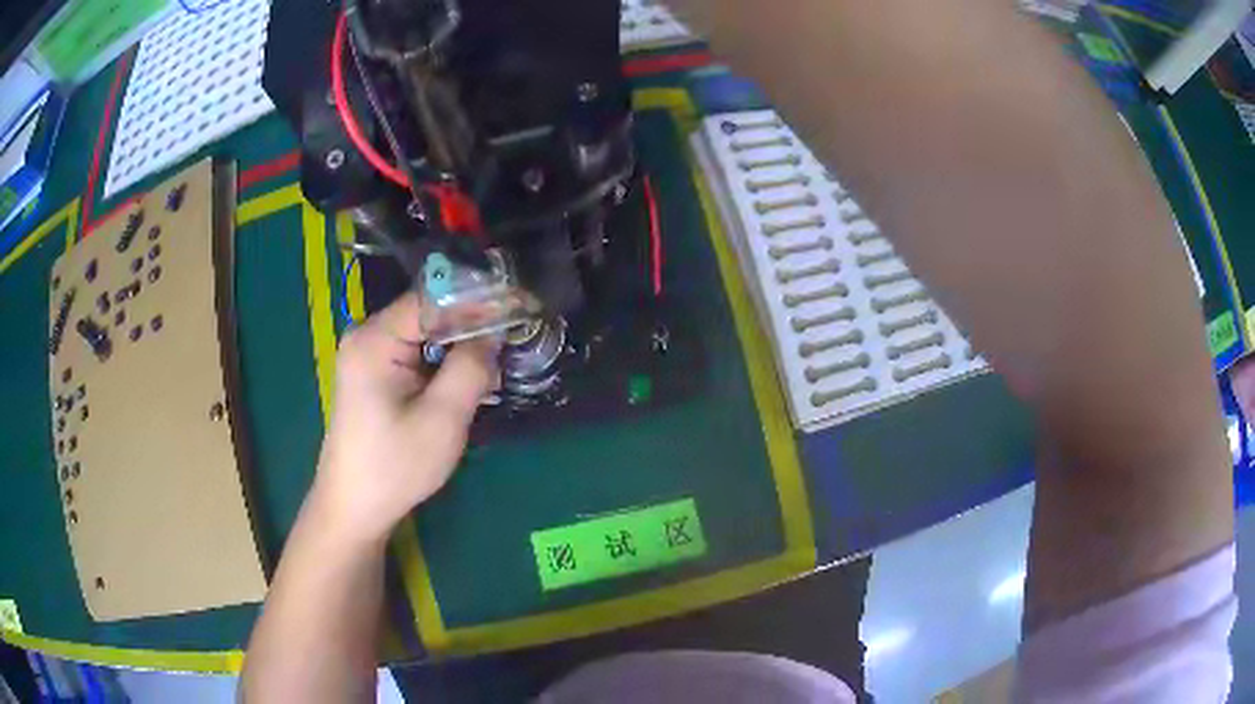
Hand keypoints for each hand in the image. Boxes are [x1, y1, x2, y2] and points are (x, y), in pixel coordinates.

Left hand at [311, 292, 498, 544]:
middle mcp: (367, 335)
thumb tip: (495, 331)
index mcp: (375, 339)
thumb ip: (471, 367)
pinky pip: (416, 352)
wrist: (354, 507)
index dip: (479, 299)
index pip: (433, 298)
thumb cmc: (395, 466)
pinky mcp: (374, 373)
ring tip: (501, 355)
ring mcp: (368, 354)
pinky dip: (444, 360)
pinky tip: (470, 374)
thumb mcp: (442, 419)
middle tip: (516, 335)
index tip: (521, 305)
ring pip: (425, 333)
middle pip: (429, 312)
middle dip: (473, 322)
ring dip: (461, 344)